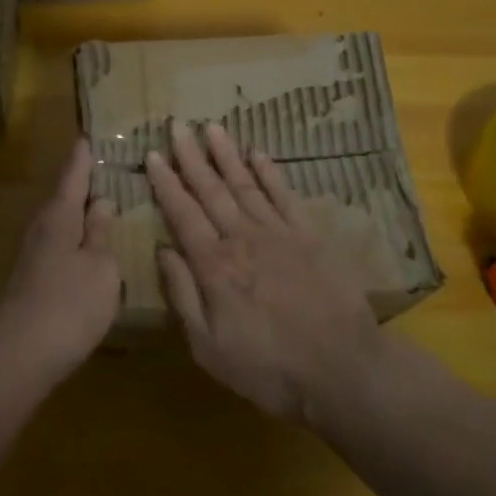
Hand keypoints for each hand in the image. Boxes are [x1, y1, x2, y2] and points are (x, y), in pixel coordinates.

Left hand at [0, 139, 120, 386]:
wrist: (21, 355)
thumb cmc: (69, 304)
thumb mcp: (100, 266)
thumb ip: (102, 233)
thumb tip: (103, 202)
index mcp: (60, 217)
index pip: (73, 177)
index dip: (83, 159)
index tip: (88, 137)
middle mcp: (42, 229)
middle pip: (64, 198)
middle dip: (83, 185)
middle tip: (106, 170)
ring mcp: (34, 256)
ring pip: (61, 224)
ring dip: (80, 214)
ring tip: (105, 206)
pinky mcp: (33, 281)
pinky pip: (60, 247)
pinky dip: (76, 239)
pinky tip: (90, 249)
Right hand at [148, 123, 386, 421]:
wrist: (342, 369)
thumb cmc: (269, 367)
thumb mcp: (208, 346)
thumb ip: (183, 295)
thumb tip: (163, 250)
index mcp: (214, 265)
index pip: (182, 213)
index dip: (166, 183)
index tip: (153, 155)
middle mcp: (242, 238)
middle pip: (211, 190)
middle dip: (191, 157)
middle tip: (177, 126)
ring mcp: (278, 232)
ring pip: (245, 184)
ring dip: (226, 155)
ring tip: (212, 127)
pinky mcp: (309, 235)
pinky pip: (284, 195)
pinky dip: (270, 172)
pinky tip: (258, 153)